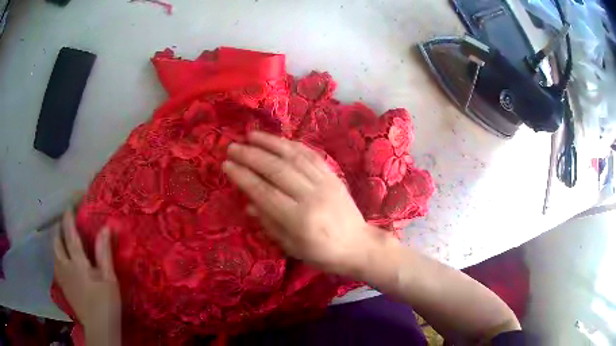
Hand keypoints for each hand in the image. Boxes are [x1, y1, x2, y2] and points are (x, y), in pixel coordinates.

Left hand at [53, 210, 120, 343]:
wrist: (99, 328)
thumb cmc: (106, 303)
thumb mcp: (109, 279)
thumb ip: (104, 253)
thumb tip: (105, 227)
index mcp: (77, 263)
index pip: (70, 234)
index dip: (68, 218)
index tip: (70, 205)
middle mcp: (65, 266)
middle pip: (56, 243)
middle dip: (59, 230)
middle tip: (65, 224)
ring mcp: (62, 278)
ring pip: (54, 254)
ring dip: (57, 243)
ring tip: (62, 240)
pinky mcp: (63, 288)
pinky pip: (56, 266)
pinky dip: (58, 257)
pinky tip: (63, 261)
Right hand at [223, 131, 391, 276]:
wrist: (358, 245)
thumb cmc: (322, 253)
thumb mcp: (291, 246)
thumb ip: (269, 223)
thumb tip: (248, 202)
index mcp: (299, 220)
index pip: (264, 192)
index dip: (243, 176)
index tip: (227, 165)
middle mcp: (312, 197)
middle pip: (276, 170)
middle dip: (251, 155)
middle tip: (232, 147)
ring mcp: (325, 183)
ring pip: (294, 157)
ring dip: (270, 143)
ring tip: (251, 135)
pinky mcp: (333, 176)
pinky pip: (311, 155)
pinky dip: (293, 145)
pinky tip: (279, 140)